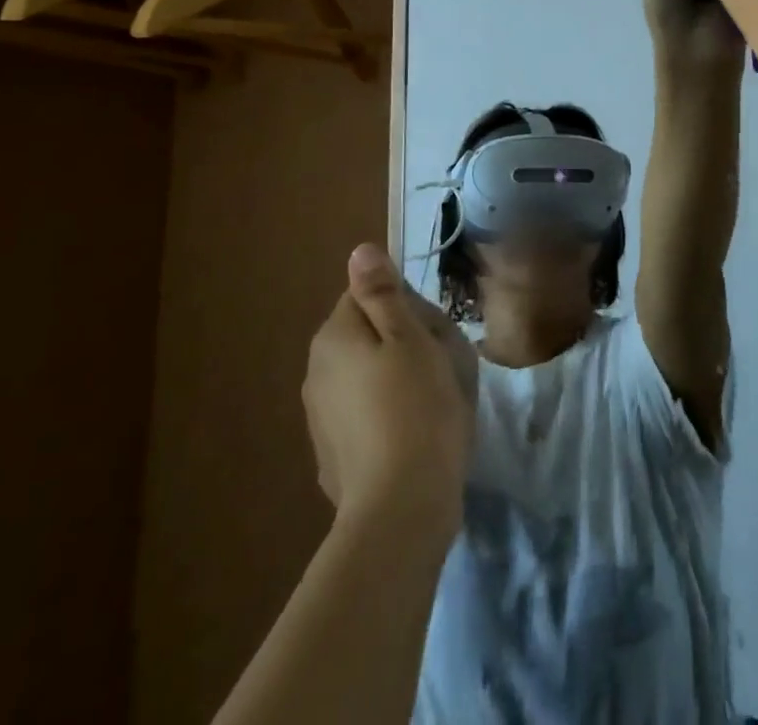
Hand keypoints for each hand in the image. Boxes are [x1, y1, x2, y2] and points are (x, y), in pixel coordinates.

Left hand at [303, 245, 476, 528]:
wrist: (402, 506)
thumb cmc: (417, 406)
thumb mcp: (411, 337)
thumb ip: (382, 293)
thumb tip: (359, 252)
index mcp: (335, 336)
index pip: (367, 294)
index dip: (406, 305)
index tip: (433, 331)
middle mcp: (317, 372)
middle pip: (367, 334)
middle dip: (403, 341)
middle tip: (440, 365)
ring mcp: (320, 418)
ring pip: (367, 375)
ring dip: (396, 378)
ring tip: (432, 402)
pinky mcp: (333, 454)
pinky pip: (365, 414)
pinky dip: (387, 415)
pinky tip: (412, 434)